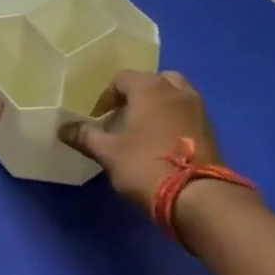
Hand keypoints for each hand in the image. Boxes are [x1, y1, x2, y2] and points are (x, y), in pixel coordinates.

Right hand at [60, 70, 227, 209]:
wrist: (197, 195)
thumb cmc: (146, 166)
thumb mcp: (108, 153)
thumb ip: (85, 136)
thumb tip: (63, 128)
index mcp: (150, 88)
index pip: (122, 79)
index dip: (106, 97)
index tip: (98, 119)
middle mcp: (177, 90)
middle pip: (152, 81)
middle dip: (136, 97)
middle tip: (123, 119)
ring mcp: (198, 108)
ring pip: (174, 96)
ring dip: (158, 107)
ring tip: (144, 131)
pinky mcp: (211, 129)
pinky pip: (187, 114)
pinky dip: (174, 120)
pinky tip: (164, 144)